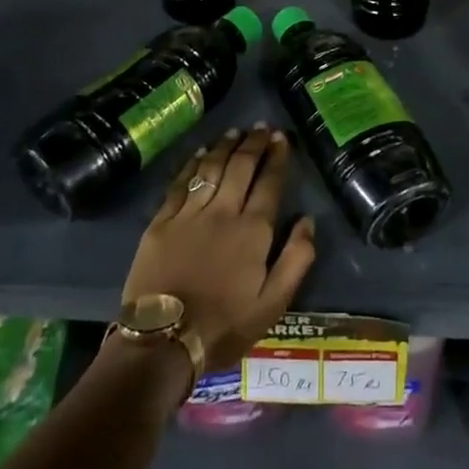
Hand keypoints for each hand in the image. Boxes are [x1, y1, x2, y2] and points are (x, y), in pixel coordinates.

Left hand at [121, 125, 316, 376]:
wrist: (162, 341)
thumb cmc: (224, 325)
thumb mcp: (273, 304)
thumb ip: (296, 259)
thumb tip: (307, 221)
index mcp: (253, 231)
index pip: (269, 183)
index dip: (277, 158)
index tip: (282, 138)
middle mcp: (222, 212)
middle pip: (240, 167)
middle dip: (254, 143)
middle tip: (262, 127)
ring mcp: (188, 214)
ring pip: (210, 168)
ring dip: (225, 146)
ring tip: (235, 131)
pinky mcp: (161, 222)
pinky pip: (180, 183)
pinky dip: (192, 163)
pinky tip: (200, 153)